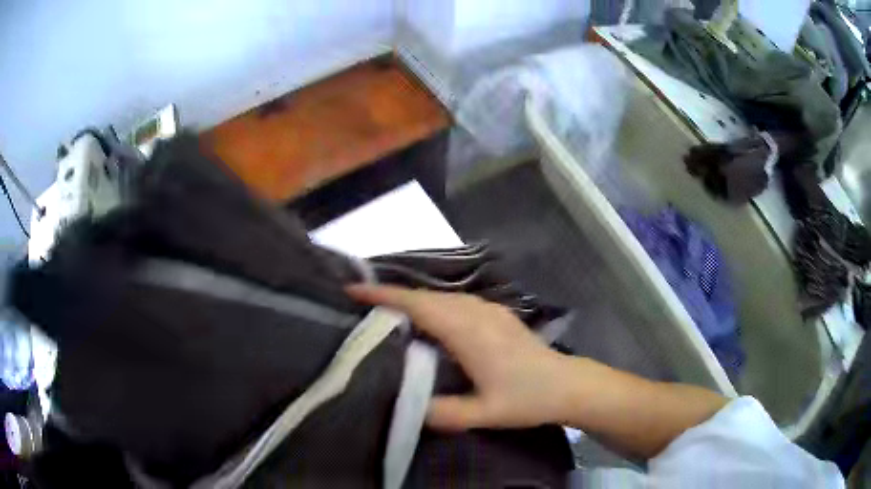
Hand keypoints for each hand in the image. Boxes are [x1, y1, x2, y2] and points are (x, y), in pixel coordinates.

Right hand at [346, 285, 568, 431]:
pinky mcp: (497, 314)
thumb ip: (444, 413)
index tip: (353, 290)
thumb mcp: (485, 413)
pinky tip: (428, 317)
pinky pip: (456, 301)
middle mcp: (476, 313)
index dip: (385, 296)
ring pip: (442, 296)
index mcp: (469, 332)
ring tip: (387, 308)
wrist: (568, 385)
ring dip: (413, 297)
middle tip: (361, 301)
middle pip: (426, 296)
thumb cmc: (527, 398)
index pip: (418, 306)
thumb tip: (407, 407)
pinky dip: (433, 303)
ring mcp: (489, 310)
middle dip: (392, 294)